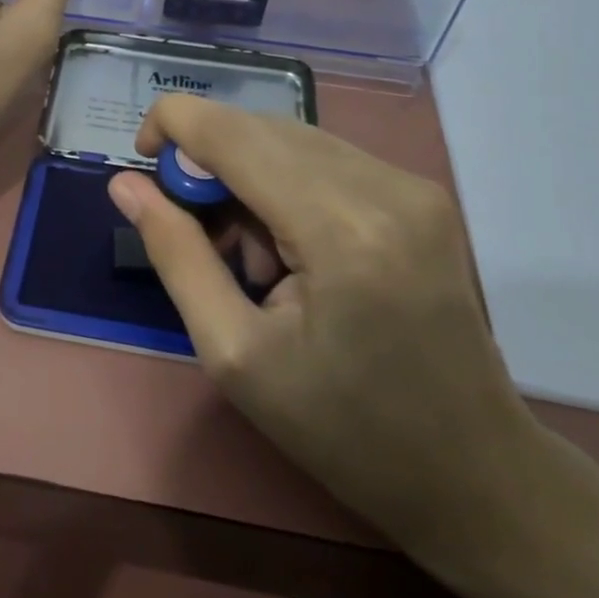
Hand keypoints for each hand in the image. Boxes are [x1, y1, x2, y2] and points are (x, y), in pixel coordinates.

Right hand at [107, 94, 542, 558]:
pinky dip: (286, 186)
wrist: (472, 473)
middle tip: (193, 231)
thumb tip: (126, 186)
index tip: (140, 160)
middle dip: (209, 162)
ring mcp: (413, 186)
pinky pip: (327, 160)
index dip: (174, 124)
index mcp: (341, 230)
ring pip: (293, 140)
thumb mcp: (234, 354)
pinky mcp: (423, 195)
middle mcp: (385, 186)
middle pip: (262, 128)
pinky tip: (289, 249)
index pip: (234, 133)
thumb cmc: (343, 431)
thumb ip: (176, 255)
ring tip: (250, 258)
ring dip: (248, 177)